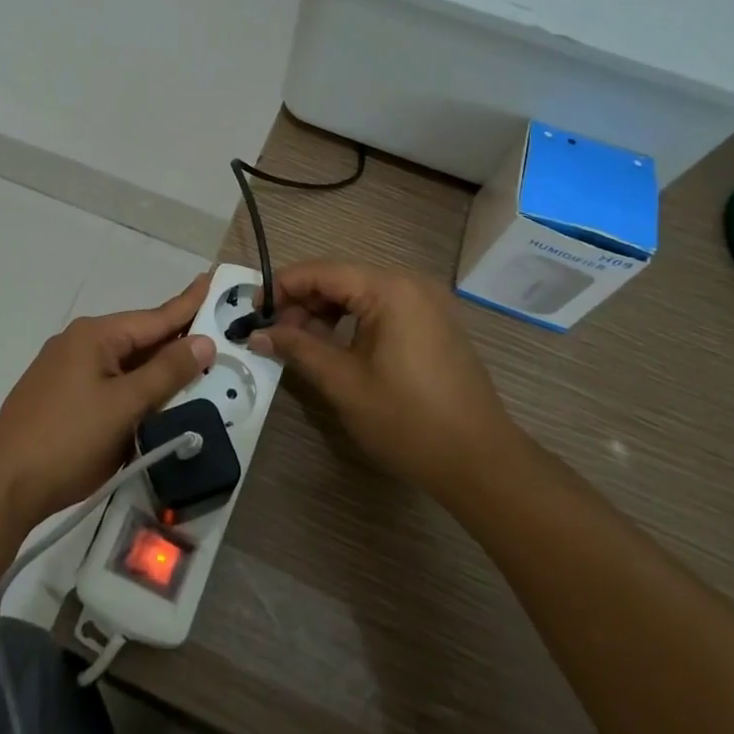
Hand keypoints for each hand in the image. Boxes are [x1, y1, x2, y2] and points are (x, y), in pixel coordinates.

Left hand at [0, 273, 217, 529]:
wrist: (2, 484)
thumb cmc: (68, 439)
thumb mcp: (125, 406)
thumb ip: (166, 372)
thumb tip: (202, 341)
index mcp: (95, 335)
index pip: (155, 317)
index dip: (188, 303)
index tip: (212, 280)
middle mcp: (79, 343)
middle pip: (139, 339)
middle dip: (175, 341)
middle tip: (215, 336)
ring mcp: (65, 370)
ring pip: (124, 364)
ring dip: (155, 369)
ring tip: (192, 368)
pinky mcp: (60, 396)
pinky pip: (108, 382)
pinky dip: (134, 388)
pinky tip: (151, 400)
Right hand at [248, 260, 521, 503]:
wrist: (481, 462)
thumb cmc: (408, 420)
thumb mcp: (344, 383)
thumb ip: (298, 348)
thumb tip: (256, 333)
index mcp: (390, 289)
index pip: (322, 271)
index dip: (282, 287)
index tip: (253, 311)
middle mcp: (410, 283)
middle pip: (341, 278)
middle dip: (303, 302)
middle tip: (274, 333)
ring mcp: (426, 302)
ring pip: (360, 293)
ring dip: (326, 312)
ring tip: (300, 343)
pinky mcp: (433, 322)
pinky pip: (382, 308)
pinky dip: (353, 321)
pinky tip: (334, 347)